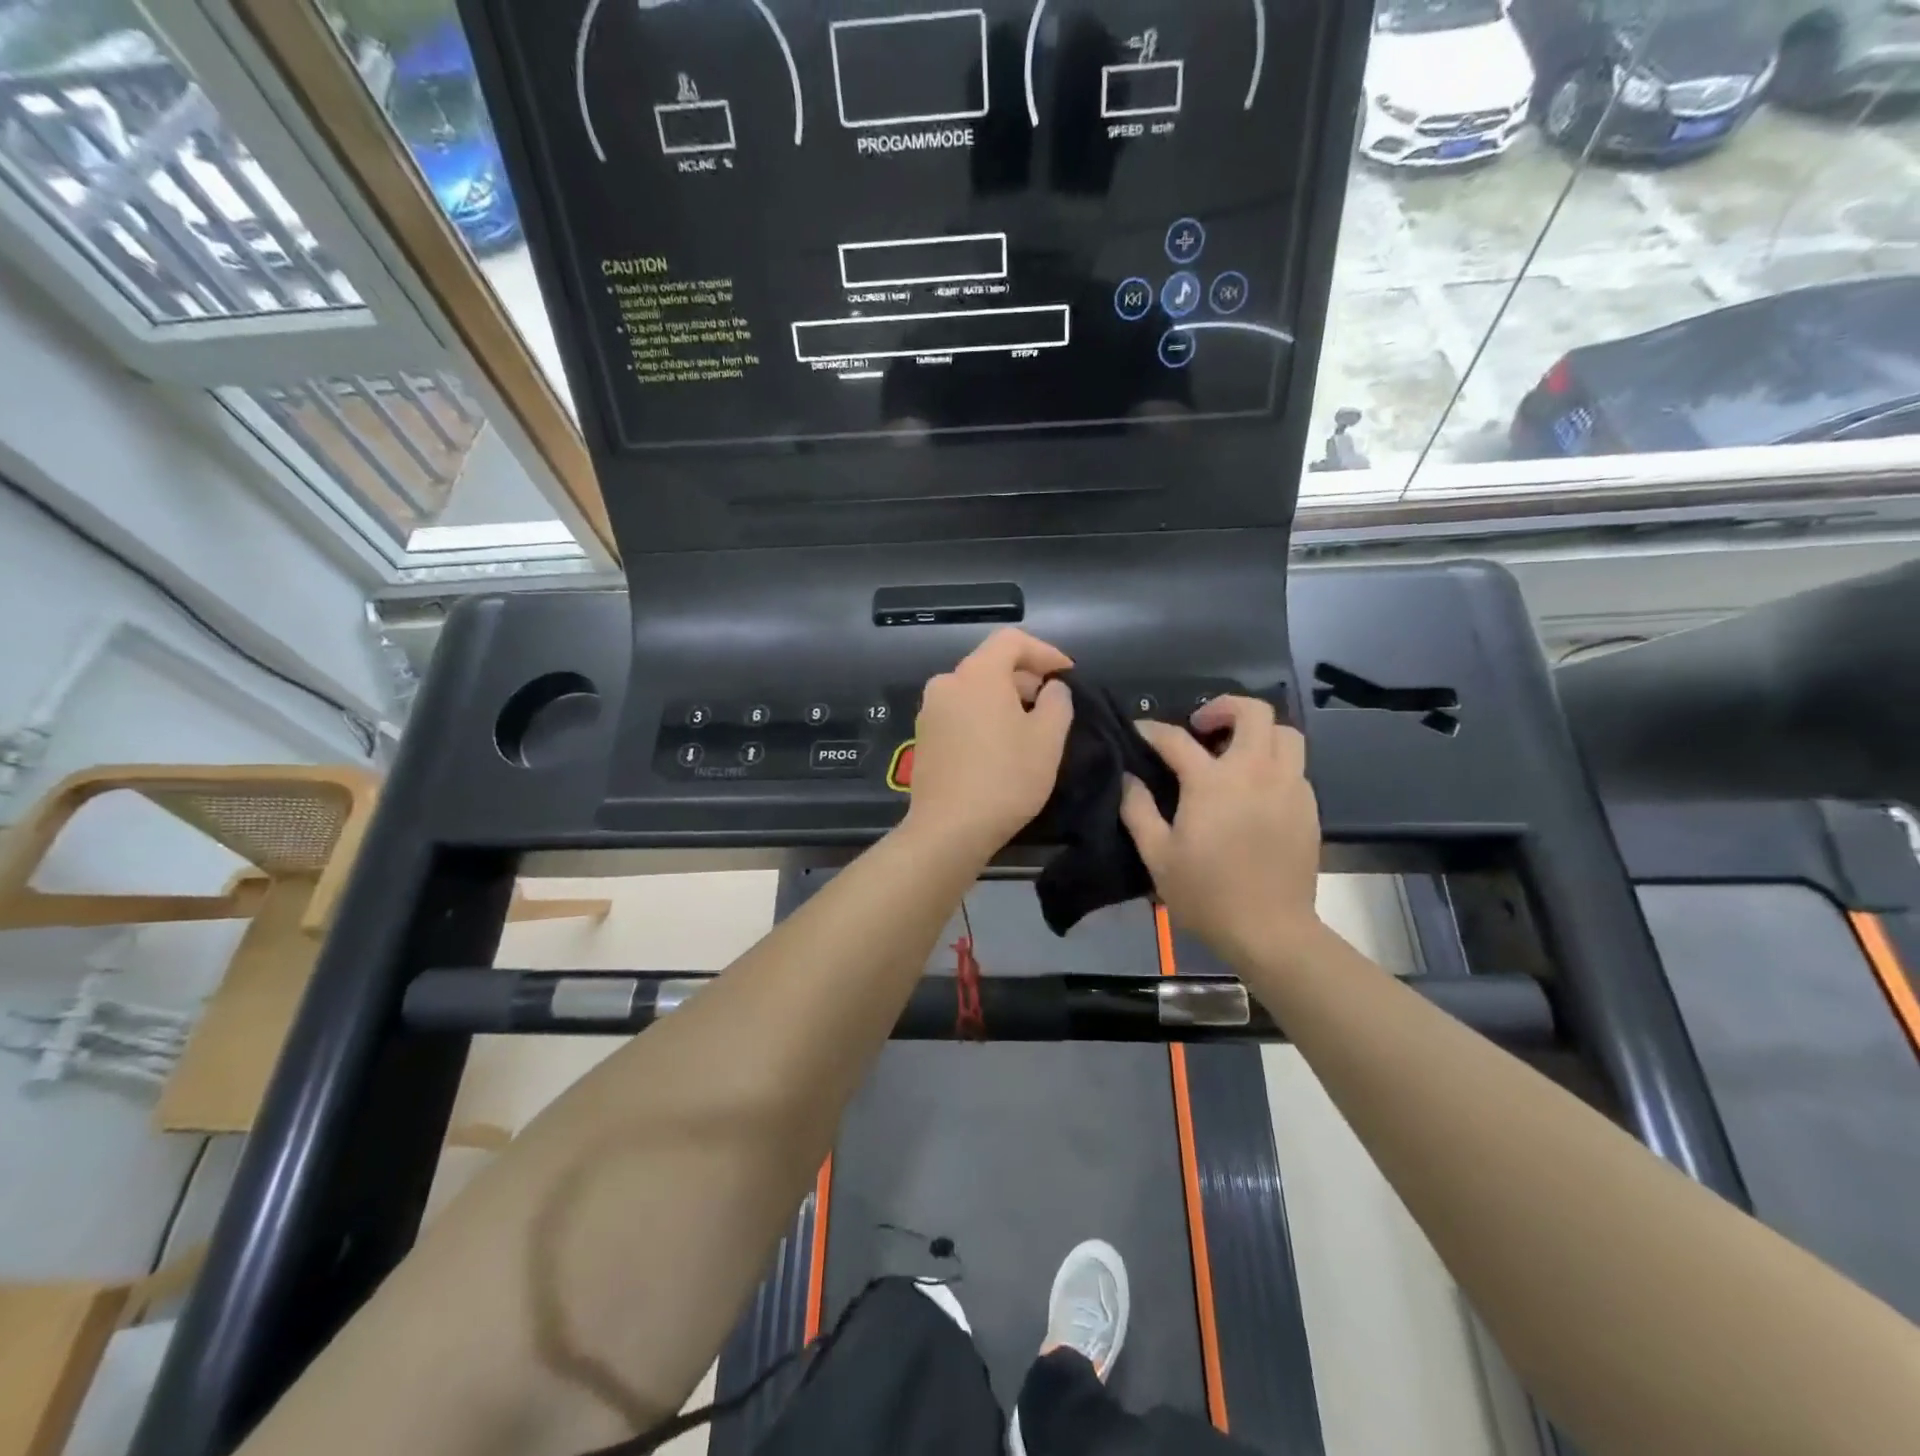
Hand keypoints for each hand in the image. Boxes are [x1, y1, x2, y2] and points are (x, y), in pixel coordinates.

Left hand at [902, 628, 1073, 862]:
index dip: (1045, 652)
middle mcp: (946, 683)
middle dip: (1025, 678)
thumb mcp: (1048, 739)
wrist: (948, 830)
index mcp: (976, 675)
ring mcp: (929, 711)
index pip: (1012, 640)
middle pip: (991, 664)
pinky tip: (1000, 745)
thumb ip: (1057, 701)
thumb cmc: (1005, 779)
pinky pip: (960, 713)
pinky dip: (983, 717)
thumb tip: (1051, 688)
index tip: (1067, 675)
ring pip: (974, 690)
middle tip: (1052, 704)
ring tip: (1029, 727)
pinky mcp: (923, 737)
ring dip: (1004, 699)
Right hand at [1120, 696, 1321, 964]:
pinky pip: (1295, 765)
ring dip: (1258, 731)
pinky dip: (1273, 761)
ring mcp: (1288, 787)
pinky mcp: (1308, 807)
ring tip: (1235, 751)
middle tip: (1201, 727)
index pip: (1177, 739)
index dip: (1153, 730)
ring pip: (1285, 732)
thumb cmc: (1206, 894)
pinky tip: (1255, 787)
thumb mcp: (1157, 856)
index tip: (1140, 731)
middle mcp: (1255, 772)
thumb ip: (1137, 810)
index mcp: (1212, 782)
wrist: (1270, 930)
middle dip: (1224, 707)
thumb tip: (1128, 779)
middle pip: (1253, 712)